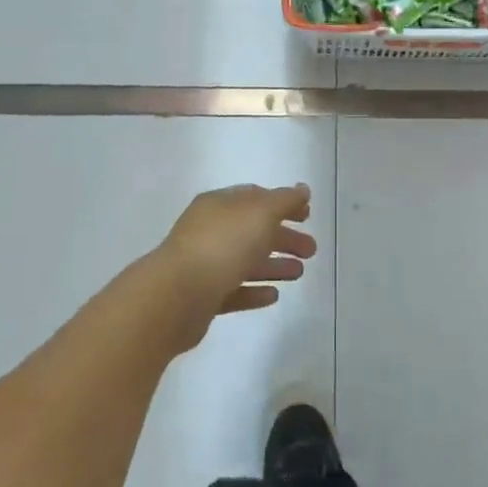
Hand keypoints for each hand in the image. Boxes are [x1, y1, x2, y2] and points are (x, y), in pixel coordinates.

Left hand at [141, 184, 316, 353]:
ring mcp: (204, 264)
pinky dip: (254, 291)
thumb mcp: (260, 213)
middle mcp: (210, 230)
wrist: (176, 296)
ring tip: (300, 273)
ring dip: (274, 265)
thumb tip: (302, 189)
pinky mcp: (202, 297)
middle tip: (312, 250)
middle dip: (284, 237)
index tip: (308, 215)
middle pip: (253, 230)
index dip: (283, 204)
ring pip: (246, 261)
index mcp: (220, 205)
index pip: (256, 198)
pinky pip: (234, 290)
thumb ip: (284, 200)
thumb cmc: (222, 245)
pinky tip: (274, 296)